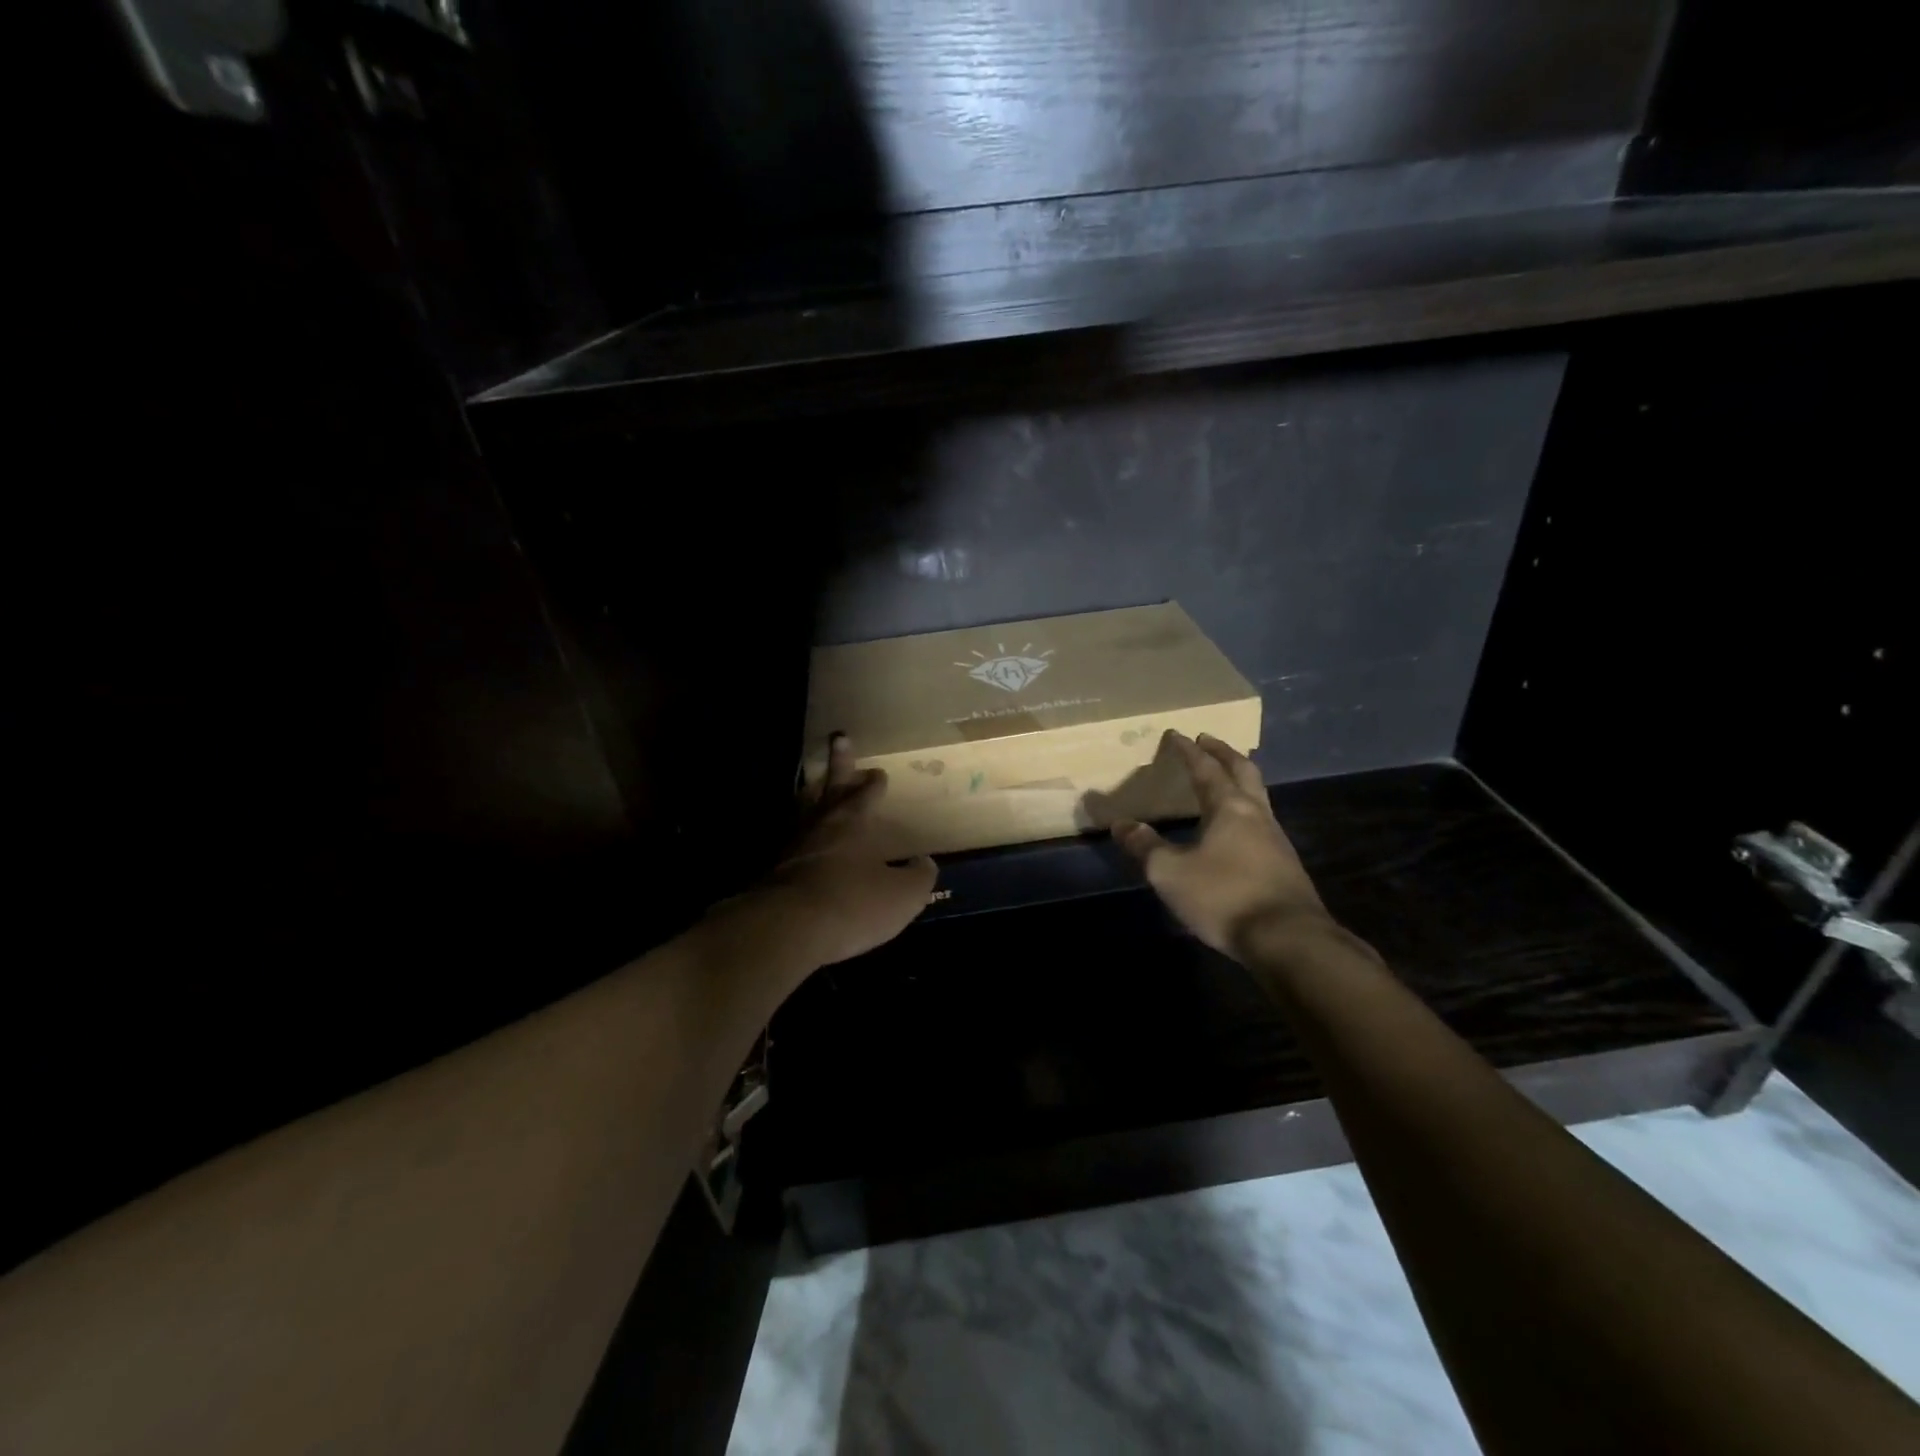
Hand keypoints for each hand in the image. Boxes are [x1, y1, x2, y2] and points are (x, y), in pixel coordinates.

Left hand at [759, 733, 937, 968]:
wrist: (787, 929)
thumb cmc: (852, 903)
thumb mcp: (902, 894)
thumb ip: (917, 876)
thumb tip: (924, 863)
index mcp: (852, 824)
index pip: (865, 795)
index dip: (873, 784)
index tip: (878, 773)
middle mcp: (820, 827)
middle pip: (830, 788)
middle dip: (839, 764)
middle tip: (840, 738)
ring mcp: (791, 848)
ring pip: (804, 811)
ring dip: (812, 796)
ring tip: (814, 786)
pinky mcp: (772, 873)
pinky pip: (790, 843)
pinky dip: (799, 836)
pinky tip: (802, 845)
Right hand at [1112, 731, 1332, 958]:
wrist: (1288, 940)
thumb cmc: (1224, 896)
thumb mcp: (1170, 873)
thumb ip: (1144, 846)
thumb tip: (1121, 824)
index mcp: (1229, 808)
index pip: (1206, 769)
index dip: (1189, 751)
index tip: (1177, 734)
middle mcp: (1257, 815)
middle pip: (1244, 772)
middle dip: (1223, 753)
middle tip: (1208, 740)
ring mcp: (1276, 840)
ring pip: (1258, 796)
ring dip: (1240, 780)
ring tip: (1224, 779)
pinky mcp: (1285, 865)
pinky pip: (1263, 822)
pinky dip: (1246, 810)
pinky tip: (1238, 828)